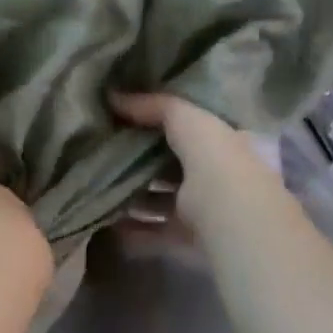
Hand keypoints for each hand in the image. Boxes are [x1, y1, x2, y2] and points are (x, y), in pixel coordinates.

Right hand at [112, 93, 274, 230]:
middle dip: (141, 159)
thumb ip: (154, 106)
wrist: (233, 219)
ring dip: (134, 195)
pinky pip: (154, 230)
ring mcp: (201, 208)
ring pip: (161, 199)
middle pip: (172, 164)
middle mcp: (214, 174)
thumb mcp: (188, 120)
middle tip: (103, 150)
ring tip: (99, 186)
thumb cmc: (216, 162)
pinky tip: (108, 221)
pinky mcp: (187, 236)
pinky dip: (133, 228)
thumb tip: (113, 96)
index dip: (159, 119)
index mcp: (223, 142)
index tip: (123, 116)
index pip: (190, 127)